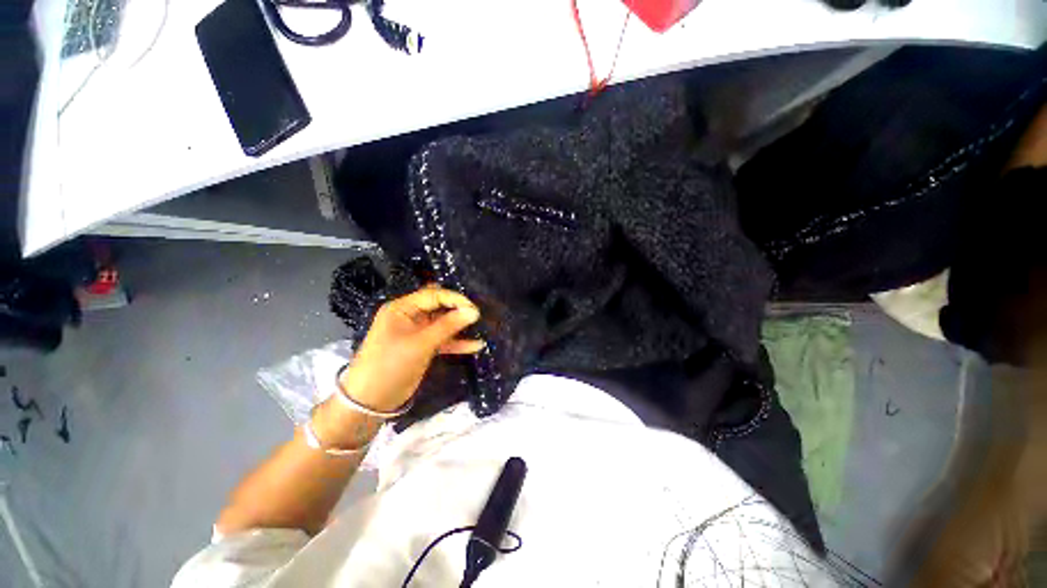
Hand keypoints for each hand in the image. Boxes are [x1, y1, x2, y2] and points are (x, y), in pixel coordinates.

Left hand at [338, 286, 482, 412]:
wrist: (370, 401)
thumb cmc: (391, 365)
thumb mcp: (421, 343)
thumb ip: (448, 326)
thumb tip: (474, 311)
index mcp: (402, 308)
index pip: (433, 295)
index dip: (455, 299)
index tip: (475, 309)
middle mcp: (410, 316)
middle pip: (439, 307)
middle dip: (459, 310)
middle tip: (479, 316)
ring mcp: (416, 333)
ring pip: (443, 324)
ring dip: (460, 326)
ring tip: (482, 327)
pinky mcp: (422, 347)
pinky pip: (443, 340)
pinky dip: (457, 342)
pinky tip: (475, 345)